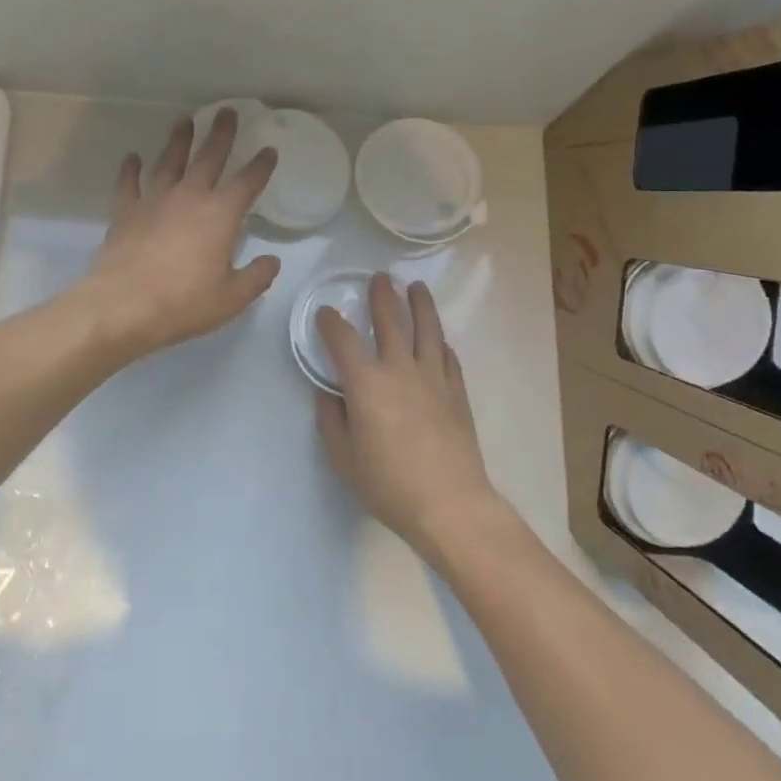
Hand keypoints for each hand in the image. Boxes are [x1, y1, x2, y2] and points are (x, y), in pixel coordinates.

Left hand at [81, 108, 281, 357]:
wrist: (124, 305)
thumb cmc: (184, 302)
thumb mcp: (231, 298)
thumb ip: (256, 277)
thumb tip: (272, 262)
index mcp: (220, 215)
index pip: (247, 182)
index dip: (261, 165)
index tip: (269, 150)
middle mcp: (189, 197)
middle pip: (208, 157)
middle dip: (220, 134)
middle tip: (227, 111)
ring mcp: (154, 201)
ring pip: (169, 161)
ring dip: (178, 140)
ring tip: (184, 121)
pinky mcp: (125, 212)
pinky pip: (128, 183)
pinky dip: (131, 169)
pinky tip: (133, 158)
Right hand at [316, 275, 497, 555]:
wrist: (450, 503)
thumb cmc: (388, 484)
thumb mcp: (344, 459)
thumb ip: (331, 421)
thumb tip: (328, 394)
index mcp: (366, 383)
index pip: (343, 341)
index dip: (331, 323)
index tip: (325, 313)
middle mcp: (399, 369)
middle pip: (391, 321)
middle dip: (382, 296)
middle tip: (380, 277)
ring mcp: (433, 377)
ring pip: (427, 329)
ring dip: (420, 304)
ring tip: (416, 286)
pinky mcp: (456, 391)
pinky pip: (447, 356)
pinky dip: (440, 342)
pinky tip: (439, 338)